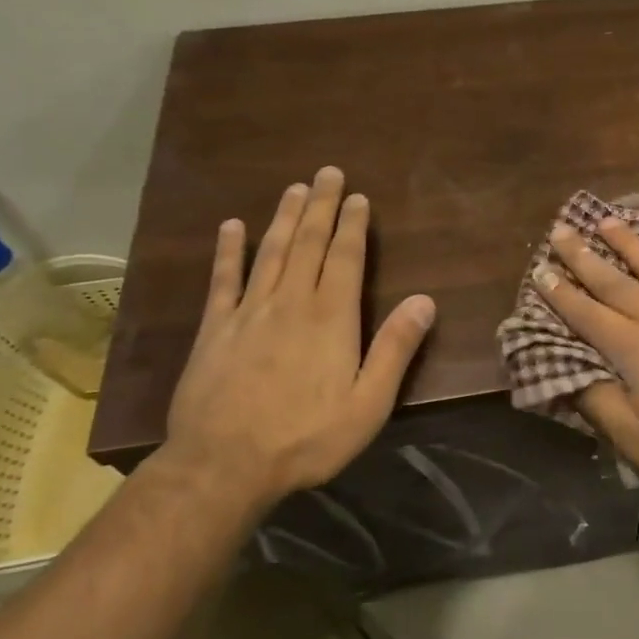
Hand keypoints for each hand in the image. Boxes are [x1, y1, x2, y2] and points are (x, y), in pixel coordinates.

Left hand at [163, 167, 434, 501]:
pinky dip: (227, 251)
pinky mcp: (213, 329)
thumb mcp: (368, 403)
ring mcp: (248, 313)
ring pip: (270, 252)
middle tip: (327, 172)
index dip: (352, 225)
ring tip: (294, 188)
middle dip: (320, 206)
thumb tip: (425, 300)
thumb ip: (395, 349)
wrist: (222, 466)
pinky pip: (222, 280)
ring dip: (284, 217)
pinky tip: (231, 227)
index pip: (344, 258)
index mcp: (331, 318)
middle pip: (308, 243)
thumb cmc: (306, 438)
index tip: (357, 196)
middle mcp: (290, 303)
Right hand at [534, 218, 638, 497]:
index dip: (560, 294)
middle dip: (584, 256)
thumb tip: (570, 376)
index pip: (587, 315)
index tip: (540, 270)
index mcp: (635, 349)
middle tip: (561, 231)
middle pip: (615, 281)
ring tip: (606, 221)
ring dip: (628, 243)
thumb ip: (601, 404)